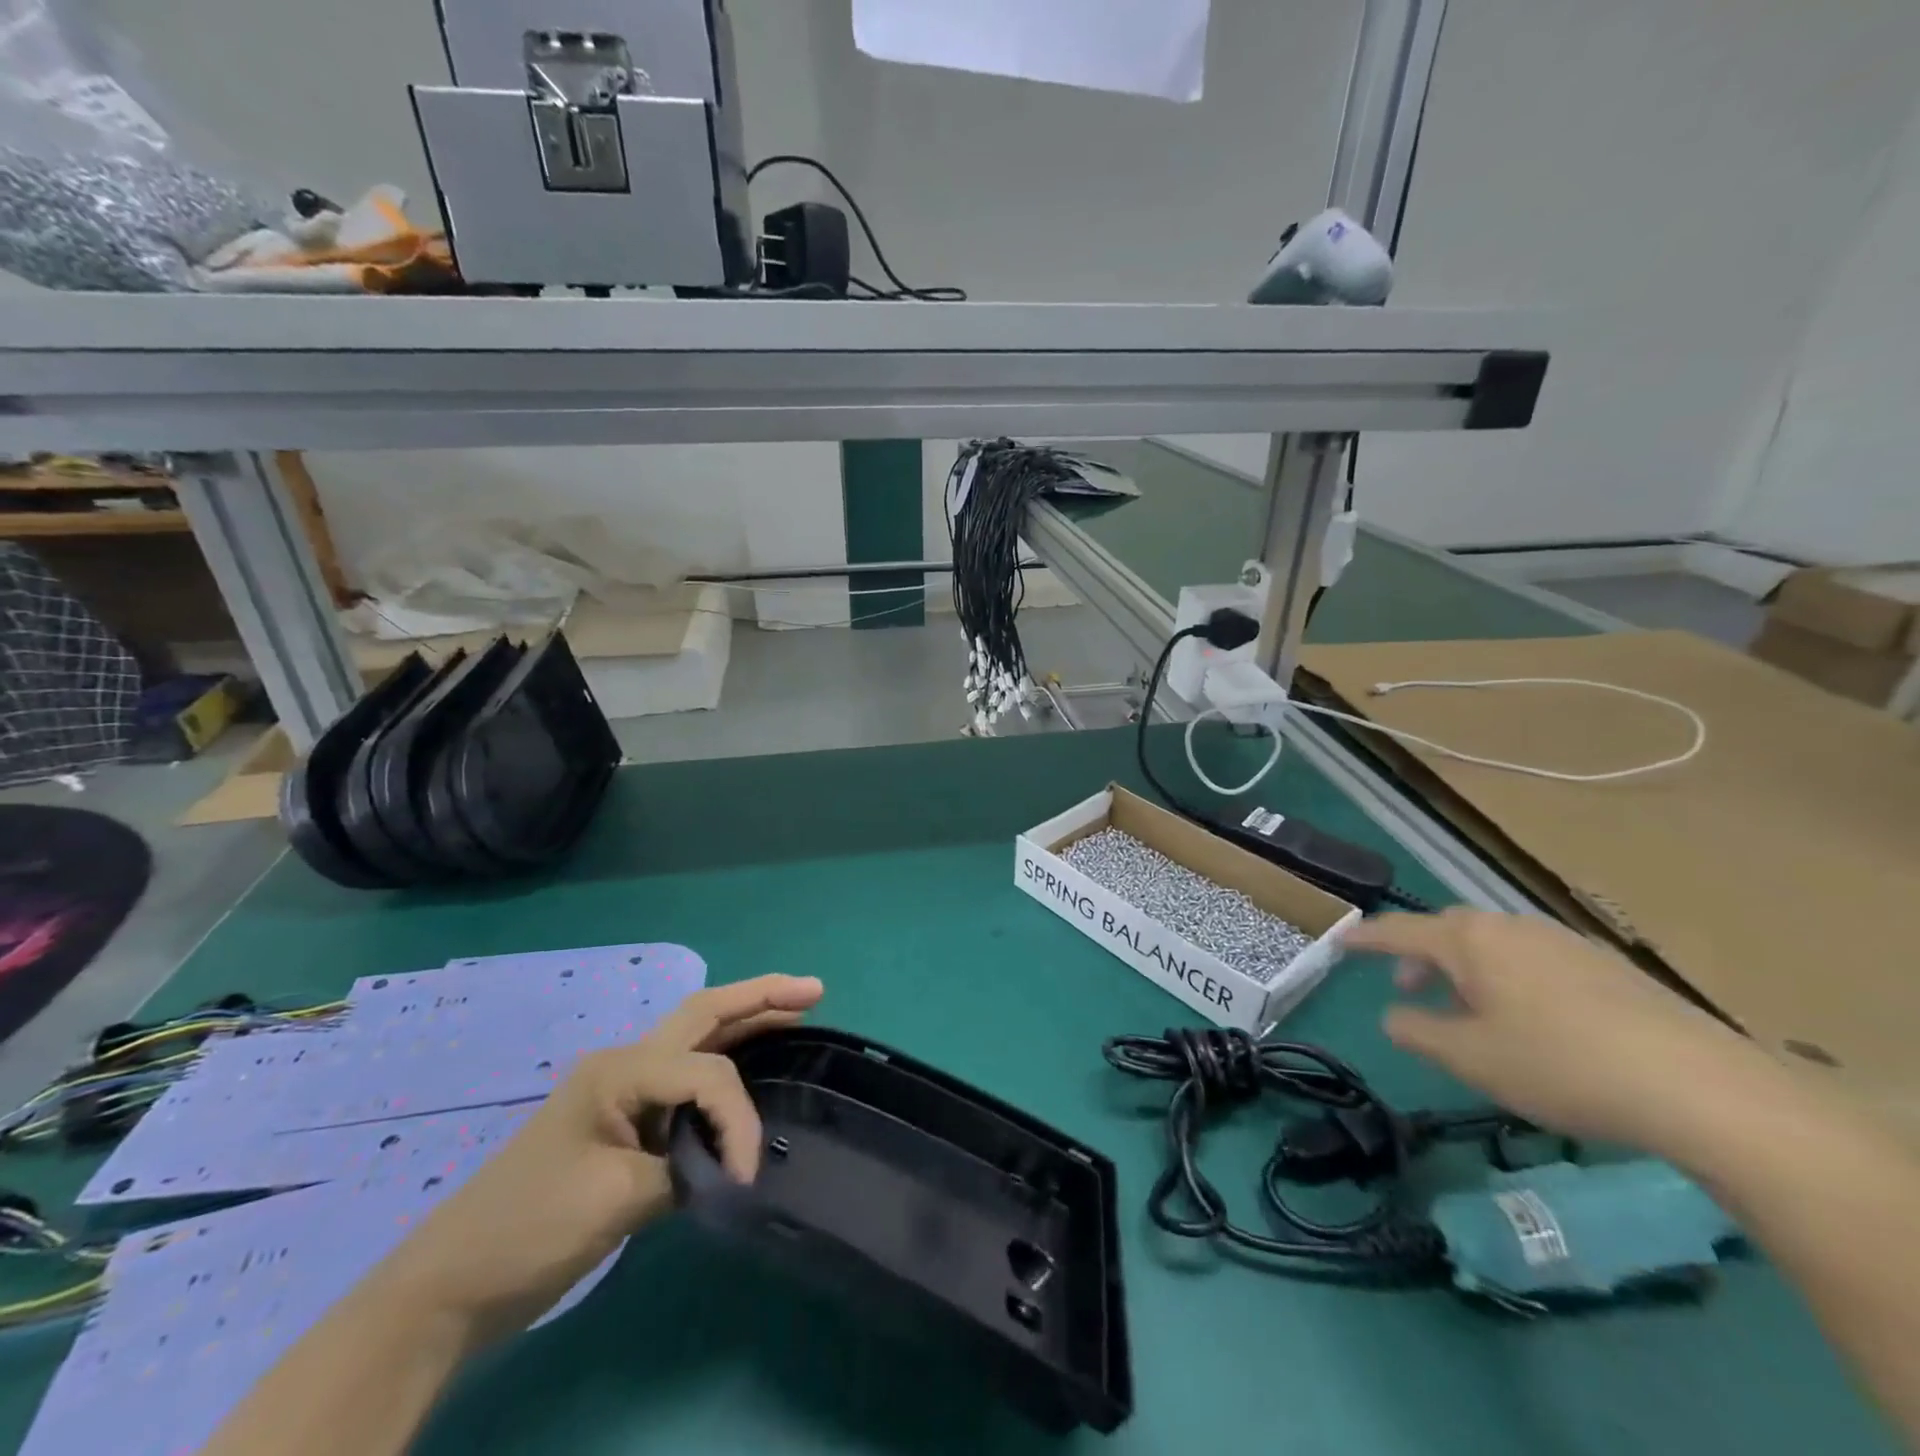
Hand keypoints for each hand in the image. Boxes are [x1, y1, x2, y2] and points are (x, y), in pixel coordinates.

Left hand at [370, 973, 823, 1345]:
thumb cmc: (528, 1228)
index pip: (706, 1075)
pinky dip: (725, 1067)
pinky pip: (686, 1078)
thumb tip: (728, 1166)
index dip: (738, 1118)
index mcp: (621, 1070)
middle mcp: (625, 1064)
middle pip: (705, 1014)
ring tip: (796, 1012)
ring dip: (747, 1022)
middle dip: (761, 997)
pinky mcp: (624, 1121)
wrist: (449, 1284)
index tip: (745, 1176)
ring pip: (697, 1039)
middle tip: (814, 990)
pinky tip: (750, 1068)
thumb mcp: (615, 1198)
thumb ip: (685, 1169)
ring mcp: (622, 1090)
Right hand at [1345, 909, 1783, 1157]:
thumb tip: (1393, 1016)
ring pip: (1494, 944)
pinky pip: (1533, 958)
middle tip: (1407, 987)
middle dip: (1420, 955)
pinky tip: (1529, 1018)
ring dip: (1466, 968)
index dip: (1366, 938)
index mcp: (1469, 941)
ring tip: (1468, 1008)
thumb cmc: (1561, 1066)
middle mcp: (1510, 927)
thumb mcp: (1470, 1059)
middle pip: (1449, 930)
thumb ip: (1417, 1032)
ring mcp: (1562, 941)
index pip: (1400, 930)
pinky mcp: (1606, 965)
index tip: (1341, 941)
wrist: (1701, 1086)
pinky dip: (1509, 977)